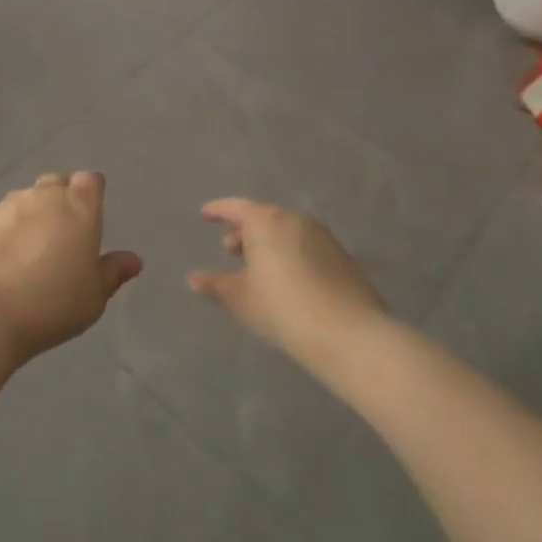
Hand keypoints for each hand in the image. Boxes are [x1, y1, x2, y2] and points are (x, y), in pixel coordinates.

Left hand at [0, 173, 141, 405]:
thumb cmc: (51, 304)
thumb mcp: (93, 297)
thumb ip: (113, 272)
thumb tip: (134, 260)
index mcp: (79, 208)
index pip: (90, 181)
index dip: (90, 193)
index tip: (89, 214)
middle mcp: (43, 197)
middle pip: (55, 183)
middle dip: (60, 200)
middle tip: (61, 234)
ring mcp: (7, 205)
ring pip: (24, 200)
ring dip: (29, 216)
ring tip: (27, 251)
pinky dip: (2, 231)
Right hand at [187, 198, 388, 370]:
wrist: (348, 334)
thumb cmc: (281, 307)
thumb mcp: (240, 297)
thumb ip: (215, 284)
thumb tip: (194, 279)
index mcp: (266, 221)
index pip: (236, 207)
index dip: (218, 211)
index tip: (206, 215)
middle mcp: (296, 220)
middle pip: (264, 218)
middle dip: (245, 232)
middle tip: (230, 250)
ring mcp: (324, 238)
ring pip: (287, 233)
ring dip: (269, 245)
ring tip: (259, 269)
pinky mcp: (343, 259)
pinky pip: (307, 248)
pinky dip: (291, 256)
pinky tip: (288, 282)